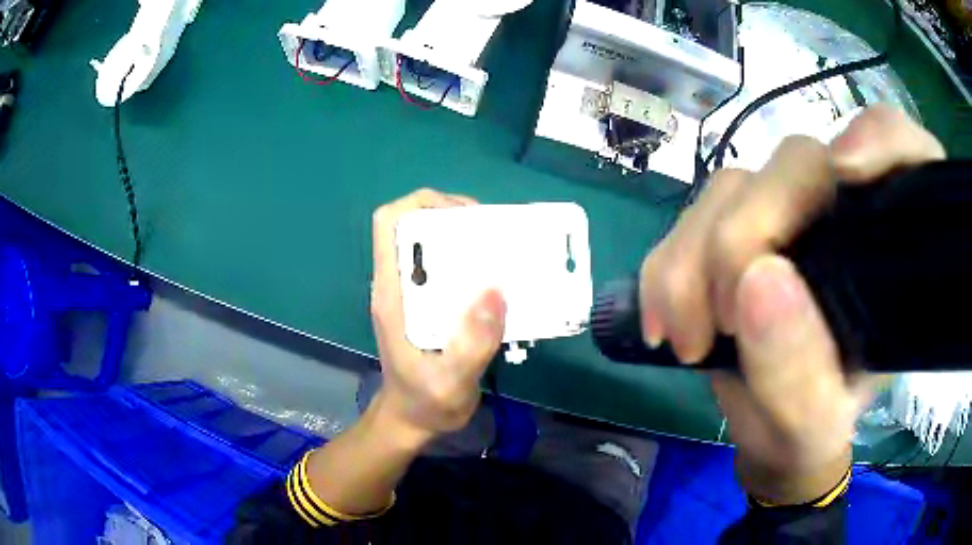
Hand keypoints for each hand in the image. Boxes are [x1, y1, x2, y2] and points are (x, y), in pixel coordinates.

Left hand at [370, 189, 505, 445]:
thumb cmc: (425, 403)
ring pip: (432, 244)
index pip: (388, 223)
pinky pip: (447, 268)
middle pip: (415, 225)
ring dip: (466, 238)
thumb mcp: (451, 382)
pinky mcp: (428, 304)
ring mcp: (412, 293)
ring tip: (503, 251)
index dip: (423, 205)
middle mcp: (399, 285)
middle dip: (454, 217)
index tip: (464, 218)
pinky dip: (471, 262)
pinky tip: (498, 280)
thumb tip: (496, 291)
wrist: (412, 422)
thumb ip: (472, 344)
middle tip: (495, 234)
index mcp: (392, 293)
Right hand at [639, 106, 945, 503]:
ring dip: (694, 260)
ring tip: (688, 341)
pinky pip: (690, 216)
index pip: (907, 155)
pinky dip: (668, 266)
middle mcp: (843, 214)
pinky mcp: (738, 224)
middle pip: (797, 165)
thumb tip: (757, 282)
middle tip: (721, 326)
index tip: (847, 172)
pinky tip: (665, 320)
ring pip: (733, 186)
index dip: (882, 140)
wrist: (772, 430)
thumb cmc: (810, 428)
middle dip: (747, 235)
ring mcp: (787, 213)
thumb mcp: (813, 426)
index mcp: (892, 253)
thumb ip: (799, 374)